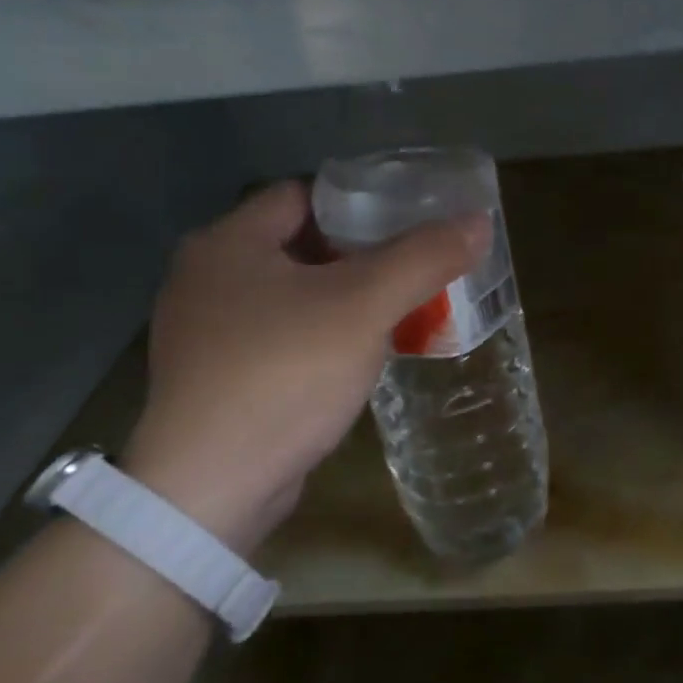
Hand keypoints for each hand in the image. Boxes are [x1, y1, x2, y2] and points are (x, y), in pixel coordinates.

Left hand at [123, 182, 488, 552]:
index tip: (409, 224)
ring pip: (291, 296)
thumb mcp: (364, 306)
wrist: (211, 486)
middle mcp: (205, 278)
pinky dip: (318, 338)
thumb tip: (478, 220)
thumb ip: (423, 258)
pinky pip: (279, 338)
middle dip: (358, 257)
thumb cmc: (284, 374)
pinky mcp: (215, 379)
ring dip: (341, 301)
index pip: (303, 196)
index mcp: (227, 243)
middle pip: (298, 246)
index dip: (359, 203)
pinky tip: (355, 358)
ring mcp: (204, 333)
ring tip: (396, 313)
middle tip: (412, 271)